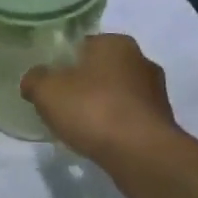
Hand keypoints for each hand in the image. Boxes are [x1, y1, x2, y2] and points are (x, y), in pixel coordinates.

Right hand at [21, 34, 180, 168]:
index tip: (51, 82)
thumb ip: (35, 79)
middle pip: (101, 69)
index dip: (63, 62)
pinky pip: (130, 119)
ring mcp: (157, 92)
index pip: (82, 45)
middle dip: (84, 84)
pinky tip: (101, 141)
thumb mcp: (47, 90)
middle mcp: (142, 60)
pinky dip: (116, 126)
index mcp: (116, 42)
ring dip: (102, 107)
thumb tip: (33, 80)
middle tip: (62, 104)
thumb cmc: (93, 109)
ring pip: (118, 95)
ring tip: (80, 127)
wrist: (142, 155)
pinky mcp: (164, 123)